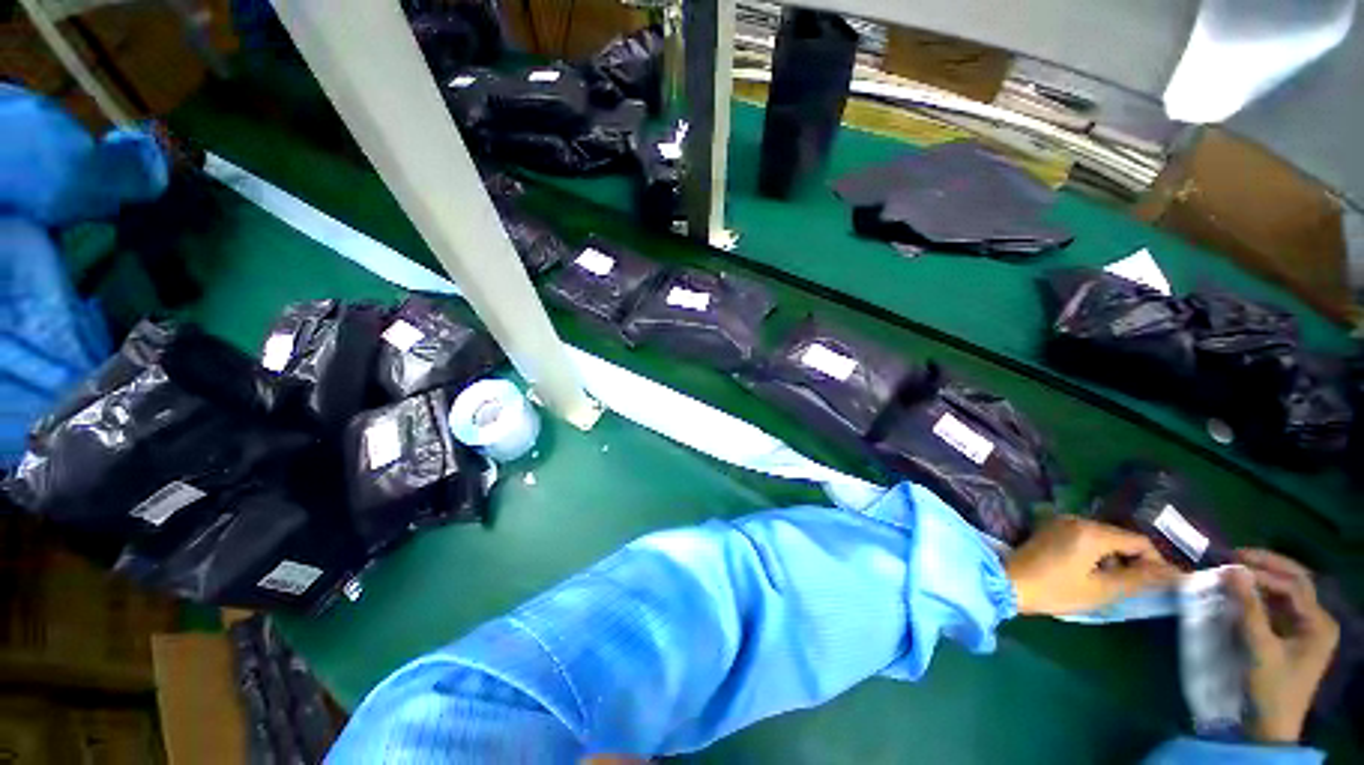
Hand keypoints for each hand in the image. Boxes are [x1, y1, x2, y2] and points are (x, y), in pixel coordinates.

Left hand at [1006, 515, 1180, 615]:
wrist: (1008, 582)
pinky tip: (1092, 572)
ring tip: (1113, 582)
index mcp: (1091, 531)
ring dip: (1115, 557)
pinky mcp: (1050, 529)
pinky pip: (1085, 537)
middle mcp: (1076, 519)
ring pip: (1103, 537)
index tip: (1162, 583)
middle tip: (1137, 586)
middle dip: (1134, 560)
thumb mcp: (1102, 589)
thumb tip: (1173, 574)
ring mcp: (1061, 522)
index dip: (1155, 562)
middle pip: (1120, 537)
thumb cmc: (1056, 590)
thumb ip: (1138, 579)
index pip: (1138, 541)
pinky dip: (1096, 553)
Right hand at [1227, 550, 1338, 743]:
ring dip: (1262, 578)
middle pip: (1295, 582)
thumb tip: (1232, 568)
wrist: (1270, 727)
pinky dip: (1260, 594)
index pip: (1293, 585)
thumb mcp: (1259, 649)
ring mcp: (1306, 628)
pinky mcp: (1291, 635)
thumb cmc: (1270, 688)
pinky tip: (1242, 592)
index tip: (1231, 564)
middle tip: (1235, 555)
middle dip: (1267, 566)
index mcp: (1319, 623)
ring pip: (1286, 592)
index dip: (1264, 572)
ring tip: (1235, 571)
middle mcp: (1318, 620)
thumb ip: (1248, 608)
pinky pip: (1278, 606)